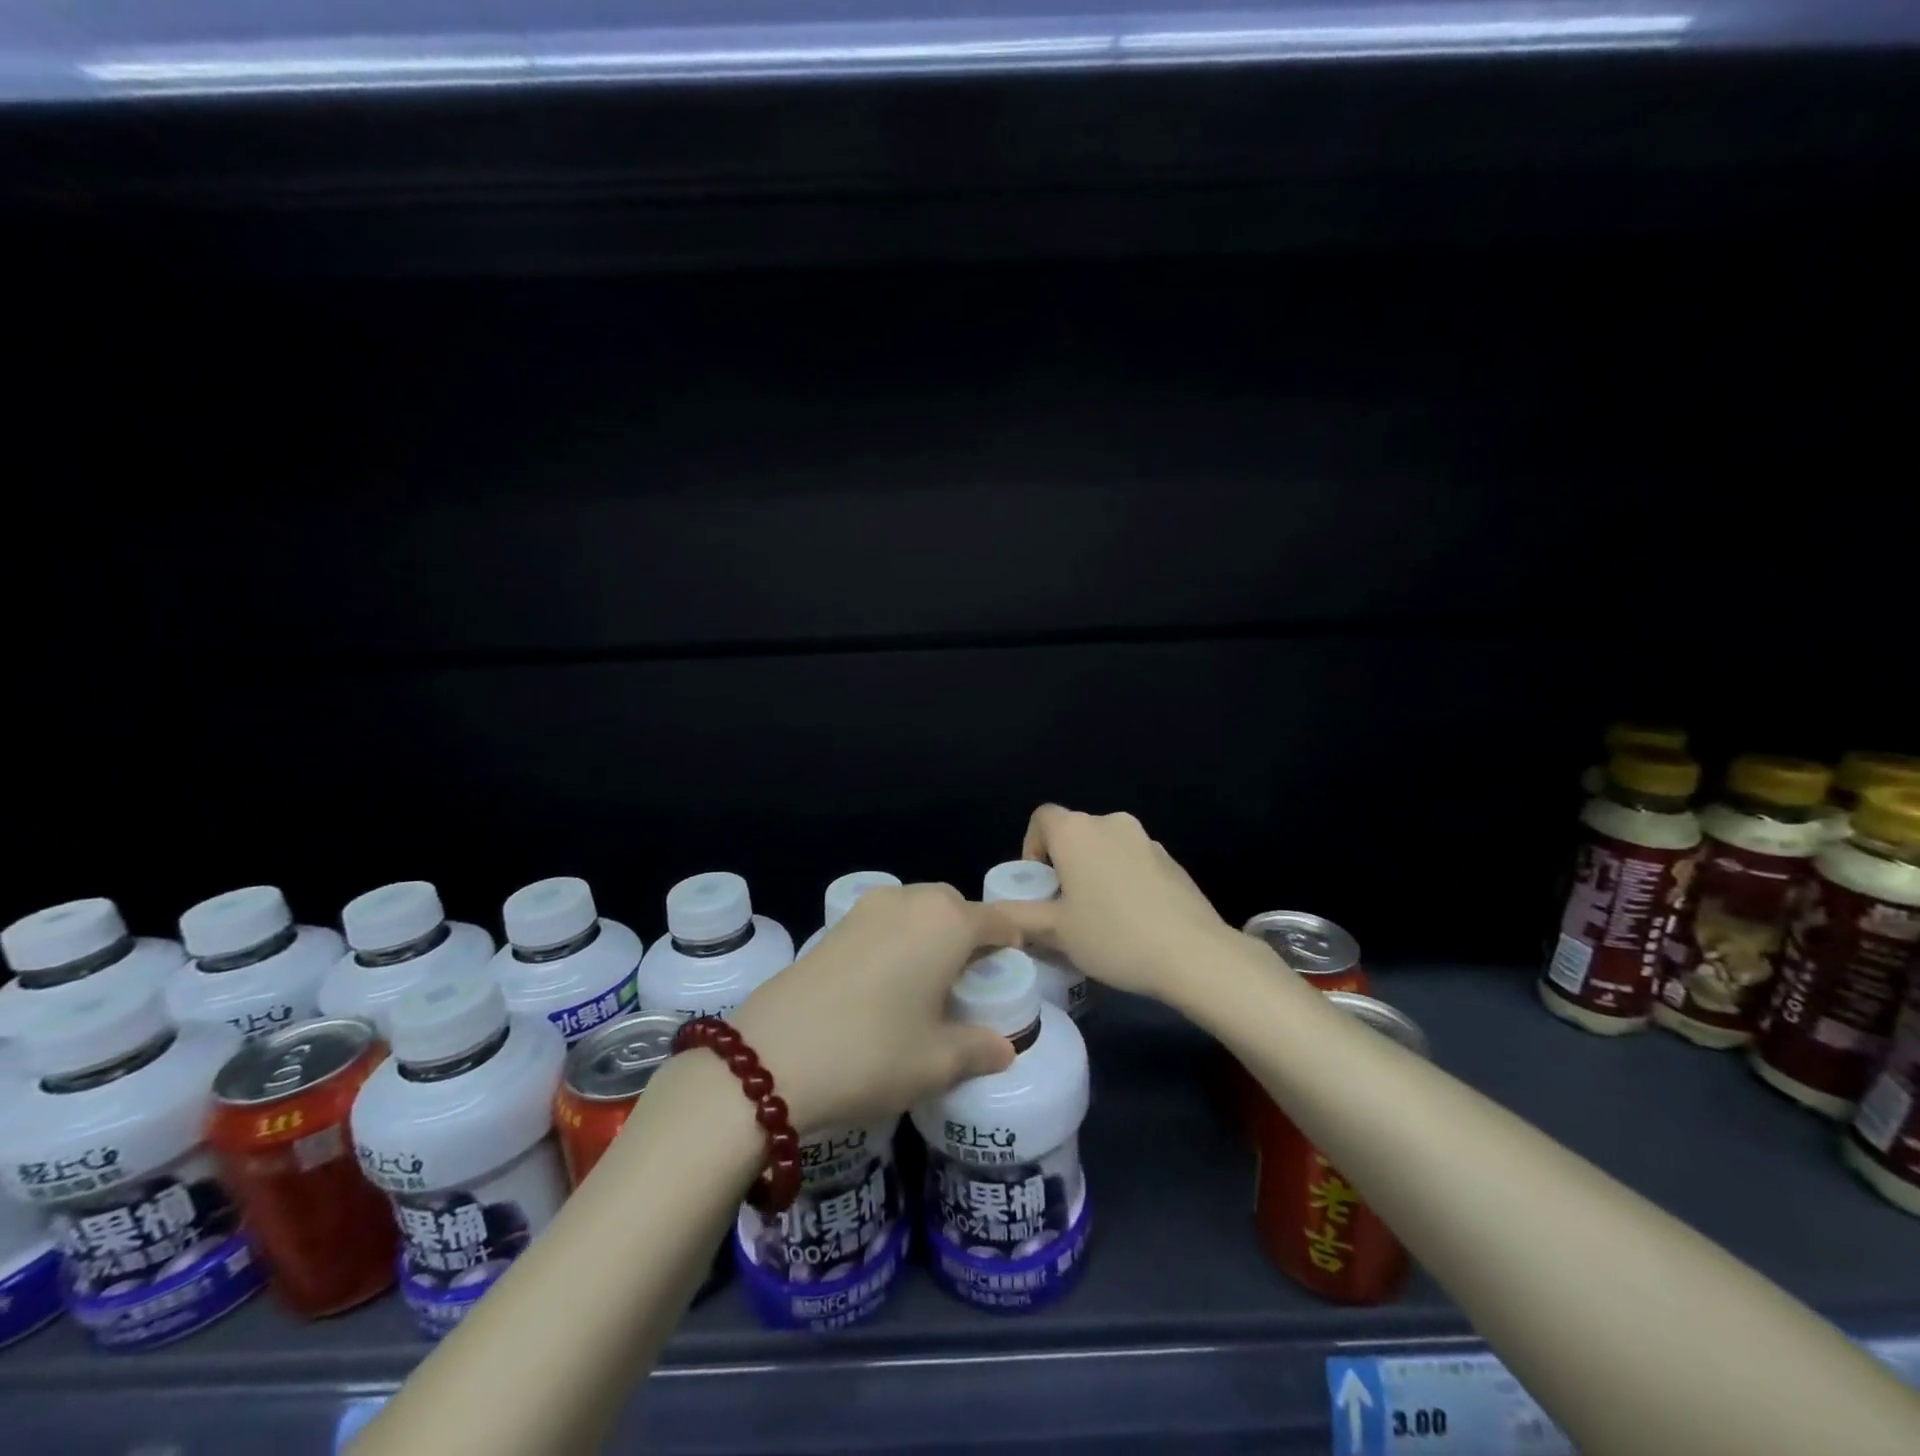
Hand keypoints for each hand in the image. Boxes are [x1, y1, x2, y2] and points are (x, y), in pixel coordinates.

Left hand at [730, 884, 1017, 1134]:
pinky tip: (888, 982)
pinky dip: (899, 939)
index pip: (997, 919)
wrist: (771, 1056)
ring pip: (917, 909)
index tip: (1016, 969)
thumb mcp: (936, 1062)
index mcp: (946, 922)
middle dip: (970, 934)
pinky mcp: (835, 924)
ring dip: (931, 934)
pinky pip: (885, 921)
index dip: (1013, 941)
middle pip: (955, 906)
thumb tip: (1004, 1049)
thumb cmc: (873, 1053)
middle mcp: (909, 901)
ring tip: (929, 983)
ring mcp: (868, 908)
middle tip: (970, 981)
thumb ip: (979, 1049)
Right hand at [991, 804, 1239, 1001]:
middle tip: (1064, 909)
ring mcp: (1146, 839)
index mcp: (1076, 831)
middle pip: (1074, 834)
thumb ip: (1017, 917)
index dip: (1032, 849)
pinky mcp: (1172, 861)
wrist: (1194, 954)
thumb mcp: (1055, 932)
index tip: (1039, 886)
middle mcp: (1110, 822)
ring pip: (1105, 849)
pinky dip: (1124, 881)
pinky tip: (1133, 921)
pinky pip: (1134, 862)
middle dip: (1063, 865)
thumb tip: (990, 914)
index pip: (1041, 819)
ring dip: (1095, 873)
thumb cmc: (1113, 936)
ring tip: (1100, 919)